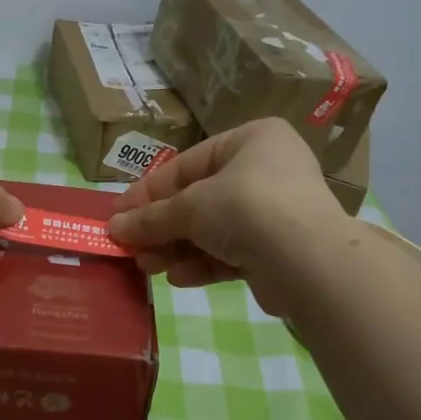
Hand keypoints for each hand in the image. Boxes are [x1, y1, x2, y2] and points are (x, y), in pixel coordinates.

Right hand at [108, 118, 341, 311]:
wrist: (307, 260)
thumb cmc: (246, 208)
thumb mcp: (190, 207)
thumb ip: (151, 217)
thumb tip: (114, 228)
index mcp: (251, 140)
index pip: (187, 164)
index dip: (148, 191)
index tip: (117, 214)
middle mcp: (266, 170)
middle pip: (199, 199)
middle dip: (161, 226)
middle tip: (129, 246)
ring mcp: (275, 212)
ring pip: (213, 229)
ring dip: (177, 248)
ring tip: (146, 266)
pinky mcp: (278, 250)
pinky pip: (231, 253)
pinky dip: (203, 264)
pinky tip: (177, 278)